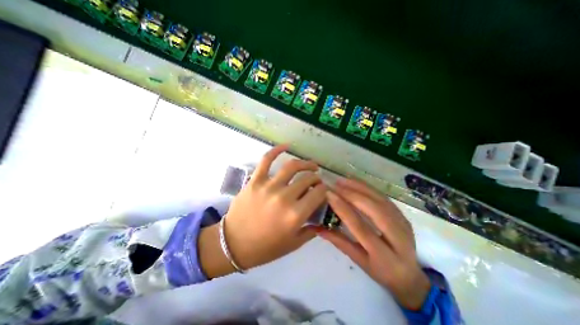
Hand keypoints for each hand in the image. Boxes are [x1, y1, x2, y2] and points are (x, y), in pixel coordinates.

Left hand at [212, 143, 325, 272]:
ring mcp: (269, 186)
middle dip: (316, 178)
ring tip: (310, 165)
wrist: (233, 244)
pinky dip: (276, 150)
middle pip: (307, 179)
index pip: (319, 193)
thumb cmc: (265, 248)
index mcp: (295, 215)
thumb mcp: (293, 244)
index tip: (323, 191)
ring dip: (305, 163)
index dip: (324, 190)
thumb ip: (311, 230)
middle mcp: (284, 197)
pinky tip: (286, 146)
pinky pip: (266, 160)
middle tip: (316, 180)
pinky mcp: (255, 180)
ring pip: (292, 167)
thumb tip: (322, 218)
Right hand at [317, 179, 428, 309]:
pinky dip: (368, 187)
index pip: (360, 227)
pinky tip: (355, 182)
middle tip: (334, 185)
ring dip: (359, 187)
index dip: (343, 209)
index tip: (329, 195)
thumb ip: (339, 242)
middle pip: (374, 210)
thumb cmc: (381, 272)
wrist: (410, 276)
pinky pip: (383, 197)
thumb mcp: (358, 261)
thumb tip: (318, 227)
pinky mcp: (403, 215)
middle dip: (352, 194)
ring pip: (380, 200)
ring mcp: (403, 223)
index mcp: (384, 255)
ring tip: (342, 180)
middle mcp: (398, 237)